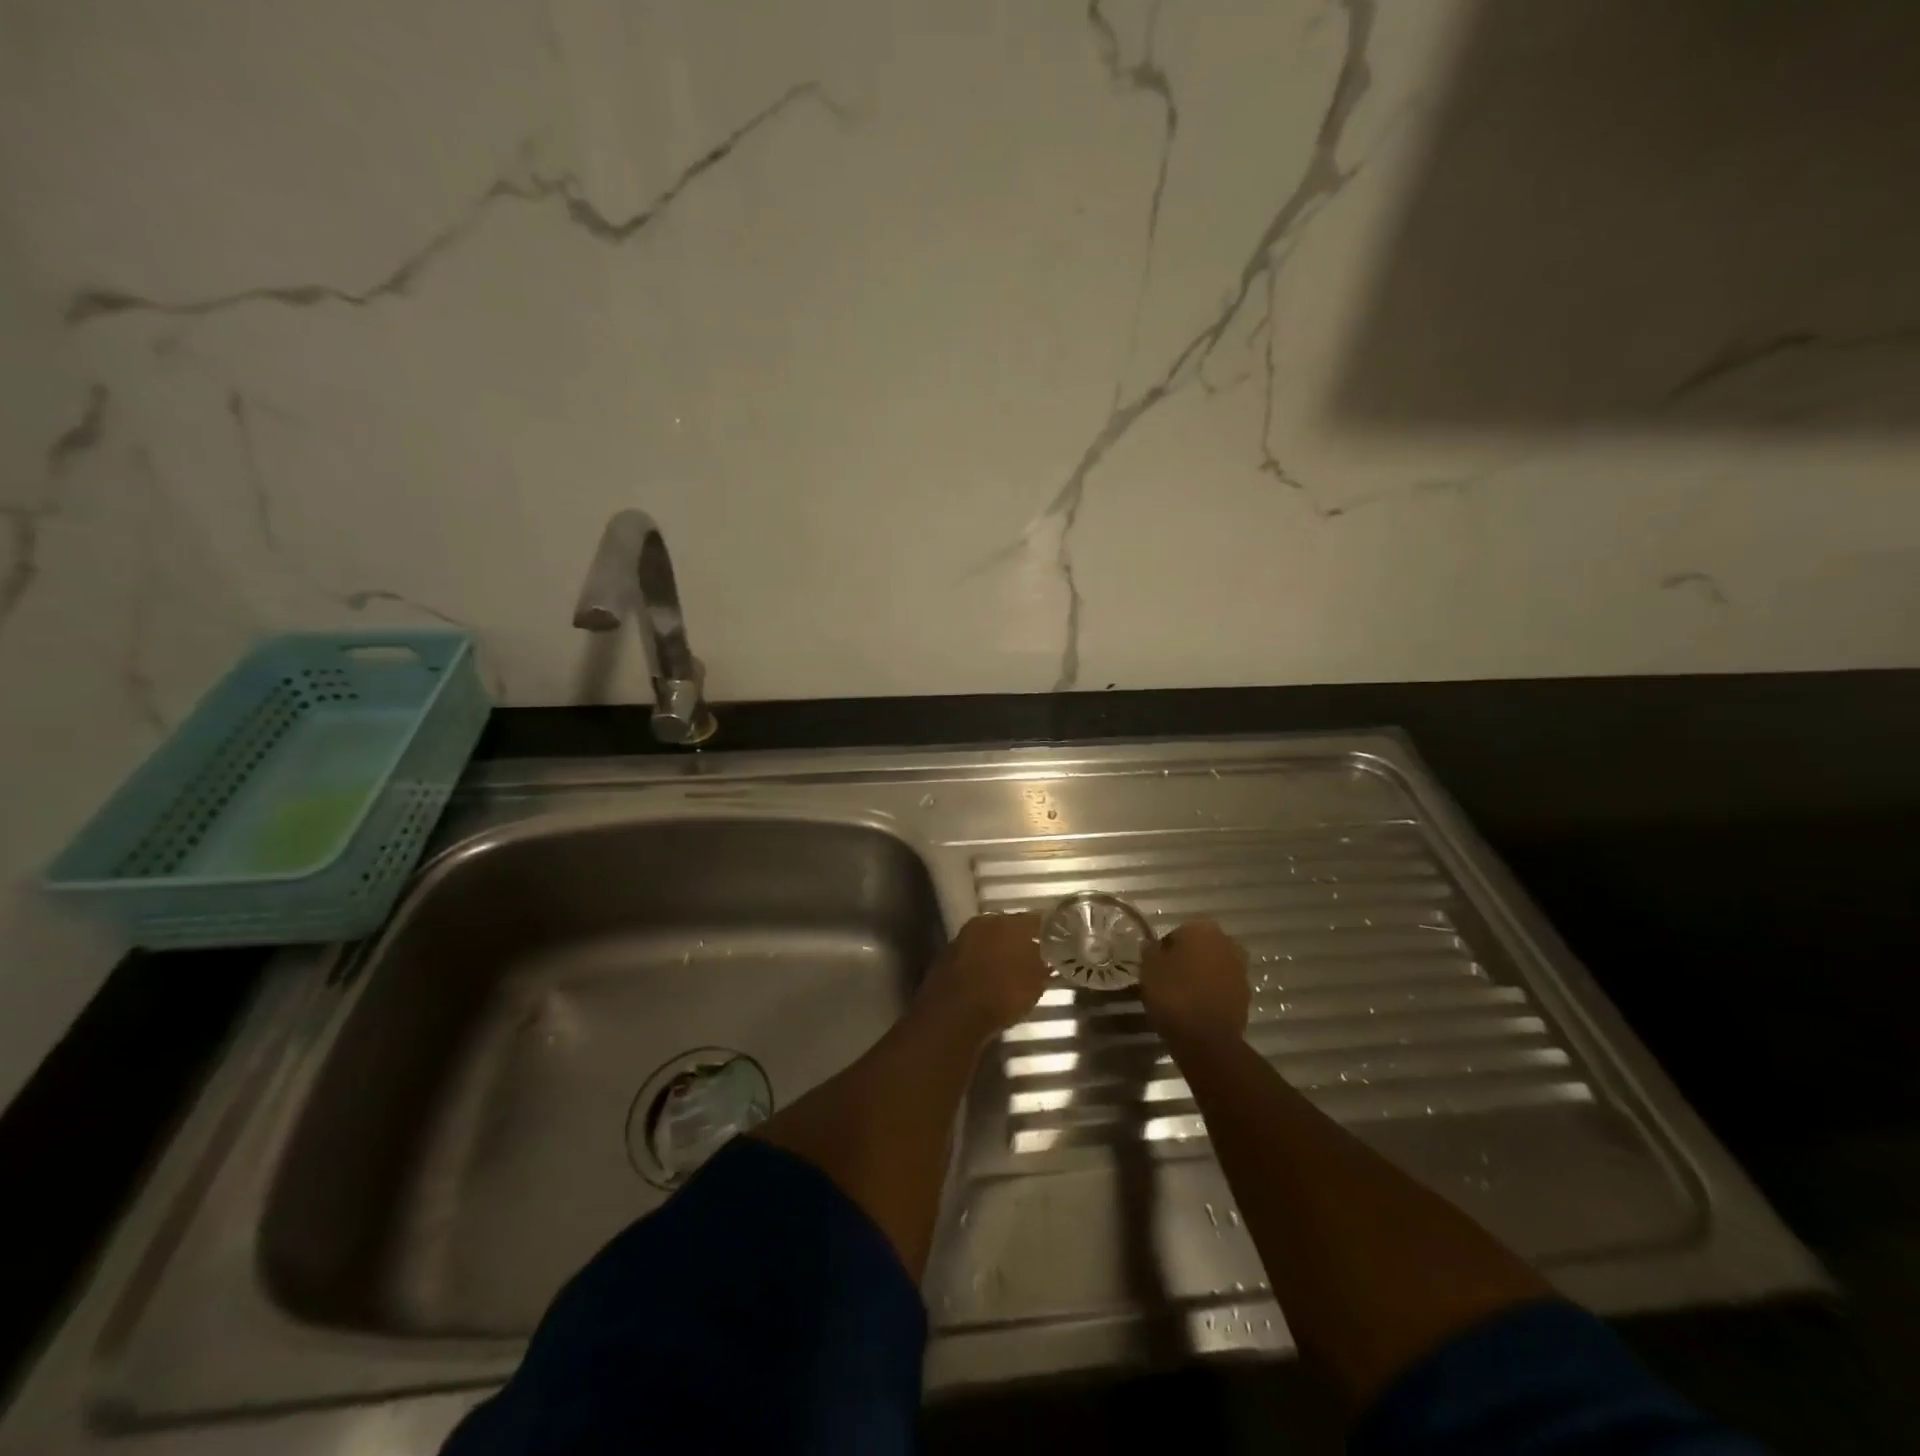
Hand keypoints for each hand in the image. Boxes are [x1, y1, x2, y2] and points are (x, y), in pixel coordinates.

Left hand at [918, 912, 1048, 1037]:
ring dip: (997, 950)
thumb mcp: (1035, 984)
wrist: (953, 1015)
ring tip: (1009, 969)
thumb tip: (1045, 959)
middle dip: (1018, 940)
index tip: (1055, 941)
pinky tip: (987, 979)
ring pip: (987, 939)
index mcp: (1009, 923)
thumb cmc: (1002, 995)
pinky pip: (971, 955)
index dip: (1046, 931)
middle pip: (1007, 927)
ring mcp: (962, 938)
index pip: (1034, 920)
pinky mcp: (945, 956)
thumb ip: (1042, 966)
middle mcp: (984, 923)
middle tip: (1031, 955)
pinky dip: (980, 963)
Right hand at [1140, 919, 1250, 1045]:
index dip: (1166, 949)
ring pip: (1214, 966)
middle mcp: (1226, 942)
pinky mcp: (1246, 994)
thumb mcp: (1149, 968)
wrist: (1207, 1039)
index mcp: (1202, 929)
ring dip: (1201, 975)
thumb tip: (1154, 945)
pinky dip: (1212, 992)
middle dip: (1187, 959)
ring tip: (1183, 995)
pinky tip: (1197, 1007)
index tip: (1157, 966)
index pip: (1178, 932)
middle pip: (1200, 947)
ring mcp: (1240, 969)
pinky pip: (1223, 986)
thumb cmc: (1173, 995)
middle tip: (1169, 979)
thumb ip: (1151, 950)